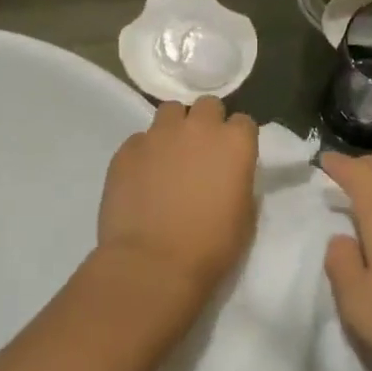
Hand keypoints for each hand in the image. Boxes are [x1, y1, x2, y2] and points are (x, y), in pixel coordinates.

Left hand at [98, 97, 257, 294]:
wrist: (153, 264)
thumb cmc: (210, 247)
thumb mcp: (244, 216)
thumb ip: (239, 182)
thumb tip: (228, 175)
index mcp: (234, 144)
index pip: (243, 122)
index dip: (237, 139)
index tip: (232, 157)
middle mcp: (198, 128)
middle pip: (207, 106)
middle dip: (206, 123)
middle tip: (201, 152)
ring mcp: (158, 135)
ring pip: (169, 112)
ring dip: (174, 129)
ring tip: (168, 157)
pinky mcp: (126, 150)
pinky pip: (139, 139)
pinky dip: (144, 152)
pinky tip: (141, 178)